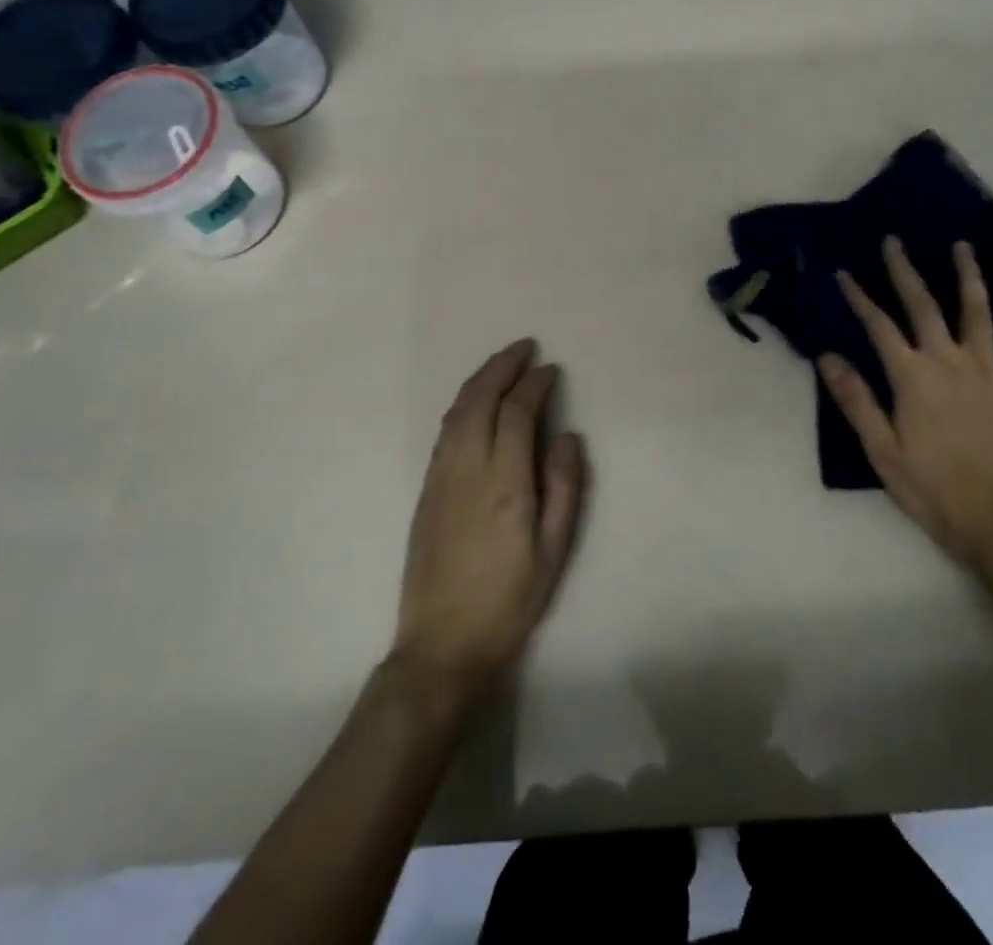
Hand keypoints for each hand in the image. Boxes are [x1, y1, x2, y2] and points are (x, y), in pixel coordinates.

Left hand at [392, 339, 586, 696]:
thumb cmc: (509, 600)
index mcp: (504, 483)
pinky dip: (462, 404)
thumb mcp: (553, 551)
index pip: (517, 413)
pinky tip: (475, 402)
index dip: (534, 385)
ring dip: (479, 380)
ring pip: (456, 411)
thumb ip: (564, 487)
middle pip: (480, 400)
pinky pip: (445, 431)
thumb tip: (567, 436)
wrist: (442, 644)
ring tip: (502, 364)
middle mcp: (467, 469)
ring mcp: (440, 477)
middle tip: (525, 348)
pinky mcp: (426, 490)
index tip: (551, 370)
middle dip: (502, 367)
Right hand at [820, 236, 992, 561]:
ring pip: (976, 312)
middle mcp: (948, 362)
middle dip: (905, 271)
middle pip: (923, 306)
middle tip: (894, 241)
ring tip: (961, 246)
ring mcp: (985, 370)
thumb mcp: (881, 449)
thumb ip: (856, 399)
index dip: (859, 298)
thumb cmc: (930, 487)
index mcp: (912, 377)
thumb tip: (828, 356)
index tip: (843, 273)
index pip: (879, 326)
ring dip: (967, 275)